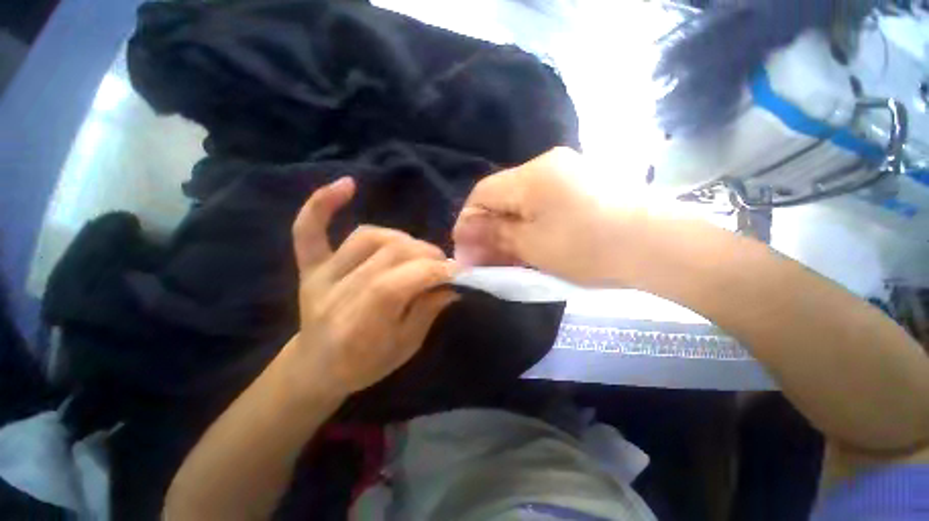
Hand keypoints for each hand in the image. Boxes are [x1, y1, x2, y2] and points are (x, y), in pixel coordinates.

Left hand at [288, 177, 458, 397]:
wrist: (316, 368)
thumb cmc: (365, 365)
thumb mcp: (405, 347)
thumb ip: (428, 311)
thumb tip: (454, 283)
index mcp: (357, 326)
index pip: (398, 283)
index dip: (433, 272)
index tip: (458, 271)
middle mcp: (336, 295)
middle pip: (388, 255)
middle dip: (426, 256)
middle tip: (443, 266)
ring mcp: (319, 276)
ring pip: (368, 238)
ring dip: (403, 240)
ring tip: (419, 252)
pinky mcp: (311, 266)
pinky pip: (309, 230)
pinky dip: (323, 204)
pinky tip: (348, 185)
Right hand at [453, 148, 632, 285]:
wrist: (659, 247)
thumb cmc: (588, 247)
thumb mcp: (533, 245)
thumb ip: (495, 234)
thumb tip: (465, 232)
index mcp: (531, 175)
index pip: (482, 192)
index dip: (467, 220)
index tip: (463, 249)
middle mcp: (546, 166)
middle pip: (501, 197)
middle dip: (487, 229)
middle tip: (481, 259)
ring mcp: (567, 175)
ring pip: (521, 203)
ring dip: (507, 229)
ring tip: (501, 256)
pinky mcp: (581, 187)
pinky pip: (542, 205)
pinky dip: (528, 226)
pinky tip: (527, 245)